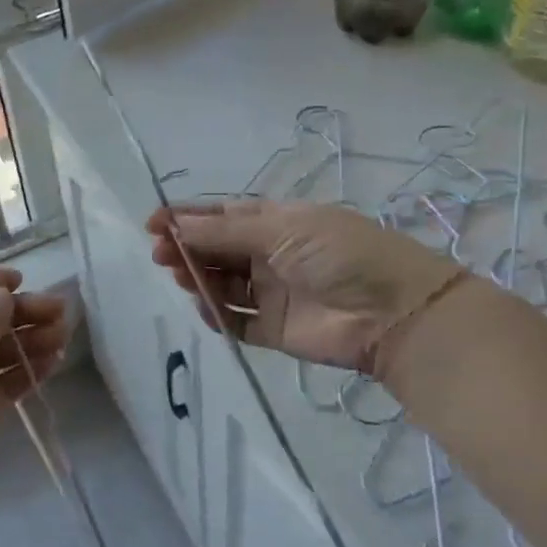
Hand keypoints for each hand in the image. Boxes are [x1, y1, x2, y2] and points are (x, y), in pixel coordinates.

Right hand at [147, 200, 459, 370]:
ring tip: (180, 277)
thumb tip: (176, 226)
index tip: (153, 224)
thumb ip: (225, 233)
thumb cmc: (339, 254)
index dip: (187, 218)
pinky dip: (217, 315)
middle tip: (160, 254)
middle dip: (186, 248)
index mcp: (276, 222)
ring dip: (196, 278)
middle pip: (216, 250)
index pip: (222, 216)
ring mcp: (271, 293)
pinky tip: (205, 308)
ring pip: (221, 284)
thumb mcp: (281, 230)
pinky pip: (235, 321)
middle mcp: (270, 254)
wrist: (393, 313)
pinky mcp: (273, 329)